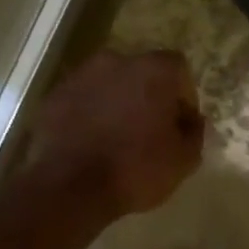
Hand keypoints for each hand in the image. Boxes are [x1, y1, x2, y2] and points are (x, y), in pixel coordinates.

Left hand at [25, 50, 205, 216]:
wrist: (70, 187)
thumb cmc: (136, 169)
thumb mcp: (184, 159)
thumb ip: (194, 132)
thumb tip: (191, 120)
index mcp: (154, 70)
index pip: (178, 71)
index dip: (182, 97)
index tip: (179, 124)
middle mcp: (116, 61)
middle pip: (141, 73)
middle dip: (148, 96)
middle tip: (149, 130)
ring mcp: (81, 76)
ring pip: (108, 84)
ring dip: (116, 103)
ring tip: (116, 138)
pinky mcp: (54, 96)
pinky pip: (81, 100)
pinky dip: (88, 114)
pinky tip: (90, 142)